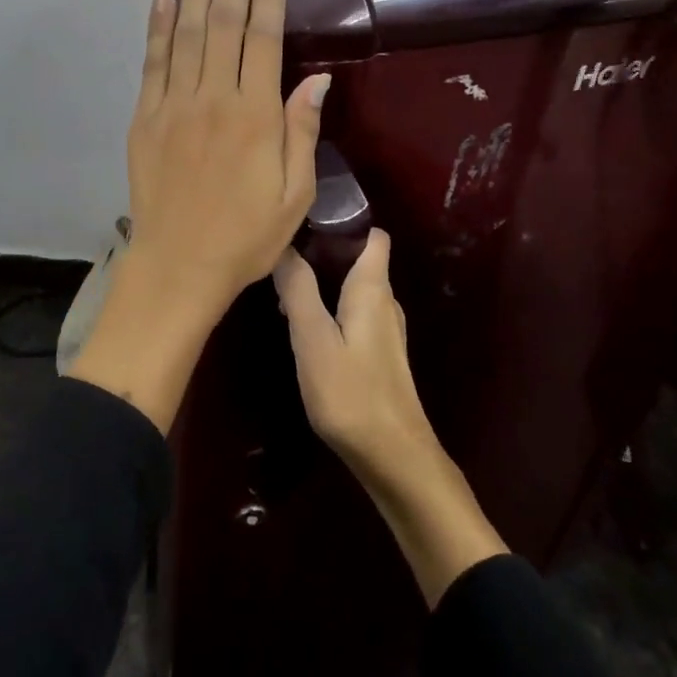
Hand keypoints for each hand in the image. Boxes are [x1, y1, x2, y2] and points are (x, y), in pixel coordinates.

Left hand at [126, 0, 330, 306]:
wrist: (178, 266)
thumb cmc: (247, 236)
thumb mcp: (295, 194)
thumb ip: (302, 132)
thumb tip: (317, 80)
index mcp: (255, 116)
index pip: (262, 41)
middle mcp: (213, 99)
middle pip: (221, 26)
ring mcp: (173, 106)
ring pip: (184, 35)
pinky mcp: (145, 119)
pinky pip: (152, 63)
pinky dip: (156, 28)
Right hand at [272, 231, 435, 479]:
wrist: (393, 456)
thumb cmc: (351, 392)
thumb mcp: (312, 338)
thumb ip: (298, 290)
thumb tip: (284, 247)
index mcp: (373, 288)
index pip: (374, 236)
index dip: (346, 222)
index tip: (308, 221)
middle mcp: (385, 302)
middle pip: (360, 261)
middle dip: (324, 254)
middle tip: (283, 258)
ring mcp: (386, 331)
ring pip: (354, 291)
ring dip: (324, 286)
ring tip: (285, 293)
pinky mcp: (381, 356)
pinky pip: (354, 316)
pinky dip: (331, 311)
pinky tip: (305, 330)